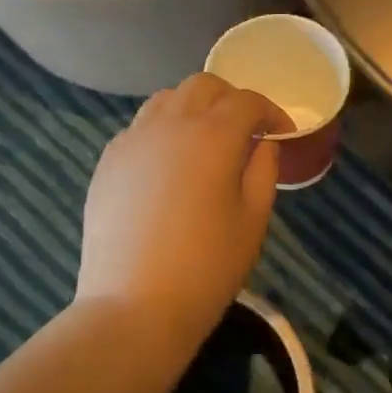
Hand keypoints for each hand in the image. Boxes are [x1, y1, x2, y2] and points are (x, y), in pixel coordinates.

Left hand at [78, 74, 289, 355]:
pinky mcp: (108, 162)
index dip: (271, 112)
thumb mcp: (253, 220)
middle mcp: (170, 124)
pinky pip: (140, 127)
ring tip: (205, 140)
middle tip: (246, 129)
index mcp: (214, 135)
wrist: (134, 306)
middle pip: (203, 86)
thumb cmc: (207, 267)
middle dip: (231, 99)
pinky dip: (162, 130)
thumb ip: (263, 170)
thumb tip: (262, 144)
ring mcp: (132, 140)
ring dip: (193, 108)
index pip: (247, 101)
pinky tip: (169, 164)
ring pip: (166, 100)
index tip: (283, 133)